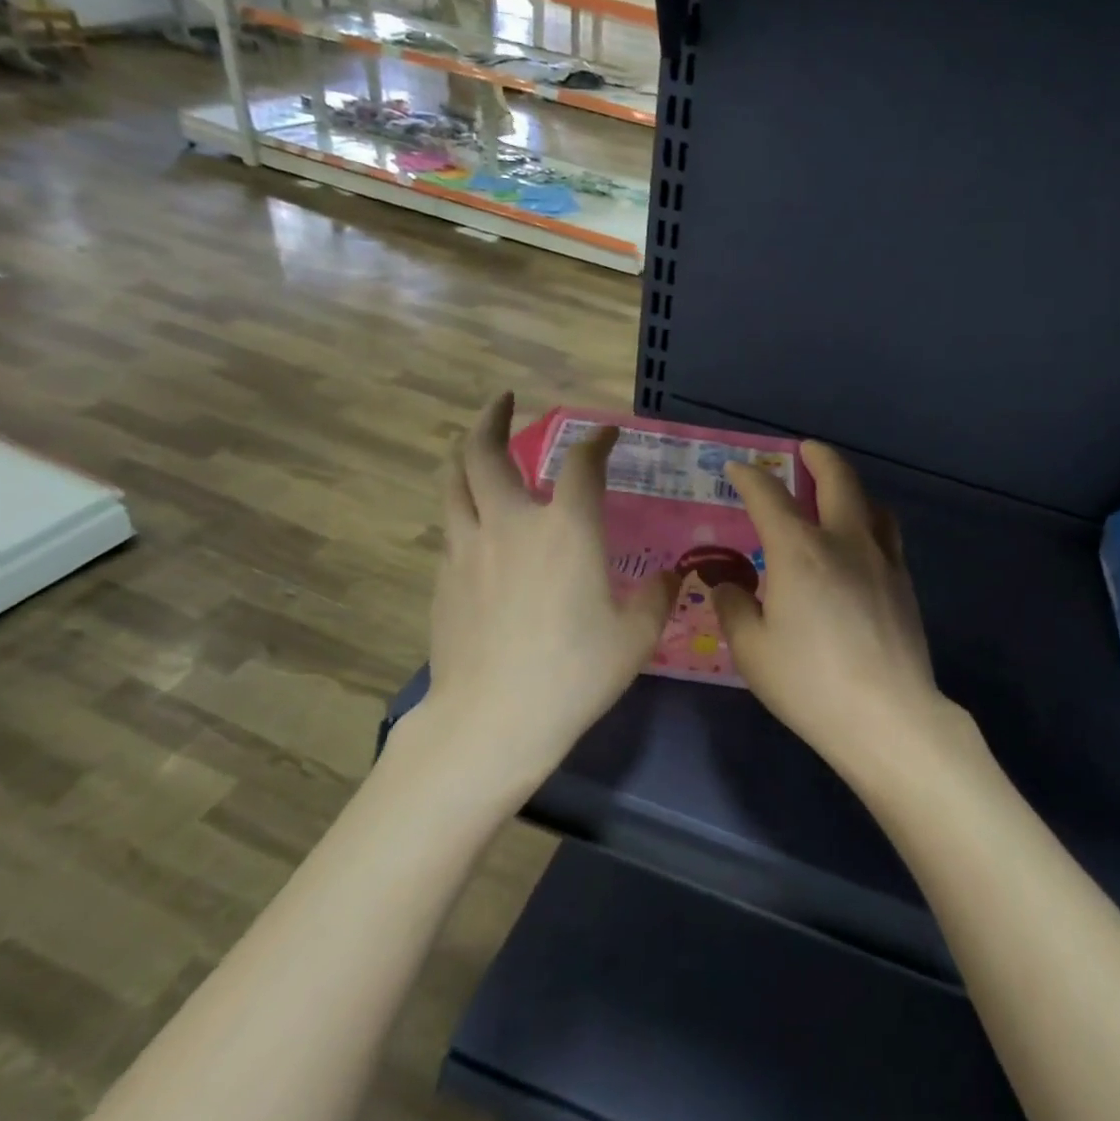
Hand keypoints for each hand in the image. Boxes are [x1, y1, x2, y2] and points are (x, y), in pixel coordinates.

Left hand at [399, 394, 678, 782]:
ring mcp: (469, 548)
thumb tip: (674, 575)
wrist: (492, 720)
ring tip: (474, 443)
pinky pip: (451, 525)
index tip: (605, 433)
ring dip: (465, 453)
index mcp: (567, 530)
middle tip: (503, 400)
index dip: (596, 441)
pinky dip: (462, 505)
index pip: (582, 464)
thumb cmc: (574, 673)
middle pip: (487, 453)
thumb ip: (658, 597)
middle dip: (494, 419)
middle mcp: (512, 524)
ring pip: (454, 482)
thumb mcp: (635, 637)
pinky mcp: (445, 578)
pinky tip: (475, 522)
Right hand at [716, 441, 970, 781]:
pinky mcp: (904, 582)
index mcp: (799, 551)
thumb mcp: (753, 650)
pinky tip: (861, 543)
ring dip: (851, 487)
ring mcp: (881, 559)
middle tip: (805, 449)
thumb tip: (725, 584)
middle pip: (837, 479)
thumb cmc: (810, 684)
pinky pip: (887, 533)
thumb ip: (734, 608)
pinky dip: (870, 520)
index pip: (768, 497)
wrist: (887, 716)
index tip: (738, 469)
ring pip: (870, 503)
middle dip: (818, 457)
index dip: (750, 477)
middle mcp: (843, 541)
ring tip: (837, 493)